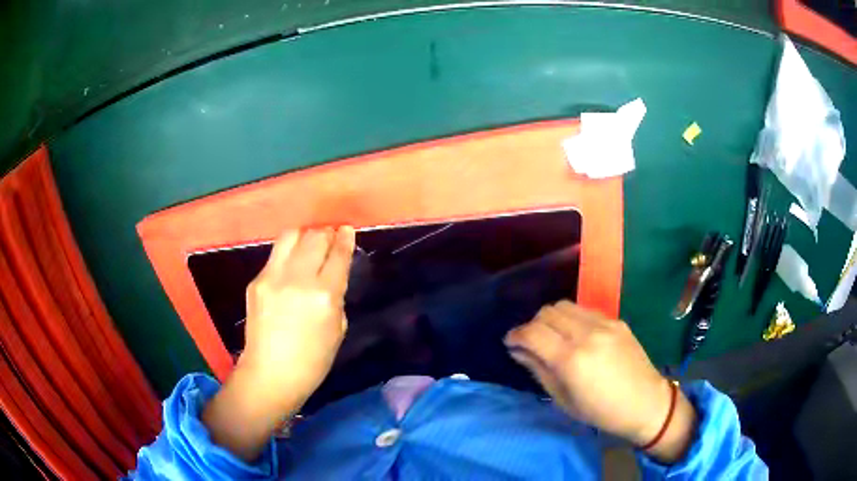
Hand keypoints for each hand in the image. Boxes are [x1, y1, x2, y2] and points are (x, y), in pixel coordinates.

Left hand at [203, 227, 354, 460]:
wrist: (271, 373)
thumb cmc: (313, 360)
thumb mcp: (338, 328)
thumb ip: (336, 295)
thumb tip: (332, 273)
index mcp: (324, 295)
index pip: (338, 254)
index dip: (345, 239)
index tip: (347, 230)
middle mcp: (298, 279)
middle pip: (315, 238)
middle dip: (326, 233)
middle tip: (330, 237)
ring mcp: (273, 277)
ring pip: (291, 236)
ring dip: (305, 235)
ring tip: (309, 243)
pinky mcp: (257, 281)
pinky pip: (276, 255)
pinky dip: (288, 253)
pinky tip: (291, 265)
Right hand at [504, 301, 696, 462]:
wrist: (645, 403)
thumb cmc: (601, 412)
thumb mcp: (563, 399)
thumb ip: (539, 370)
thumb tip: (518, 351)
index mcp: (570, 360)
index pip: (532, 333)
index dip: (515, 335)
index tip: (510, 342)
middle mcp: (586, 334)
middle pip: (547, 312)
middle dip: (532, 325)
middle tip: (532, 342)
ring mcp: (604, 324)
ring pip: (565, 305)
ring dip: (551, 317)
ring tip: (553, 335)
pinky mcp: (616, 321)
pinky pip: (585, 310)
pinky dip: (572, 318)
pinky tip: (576, 335)